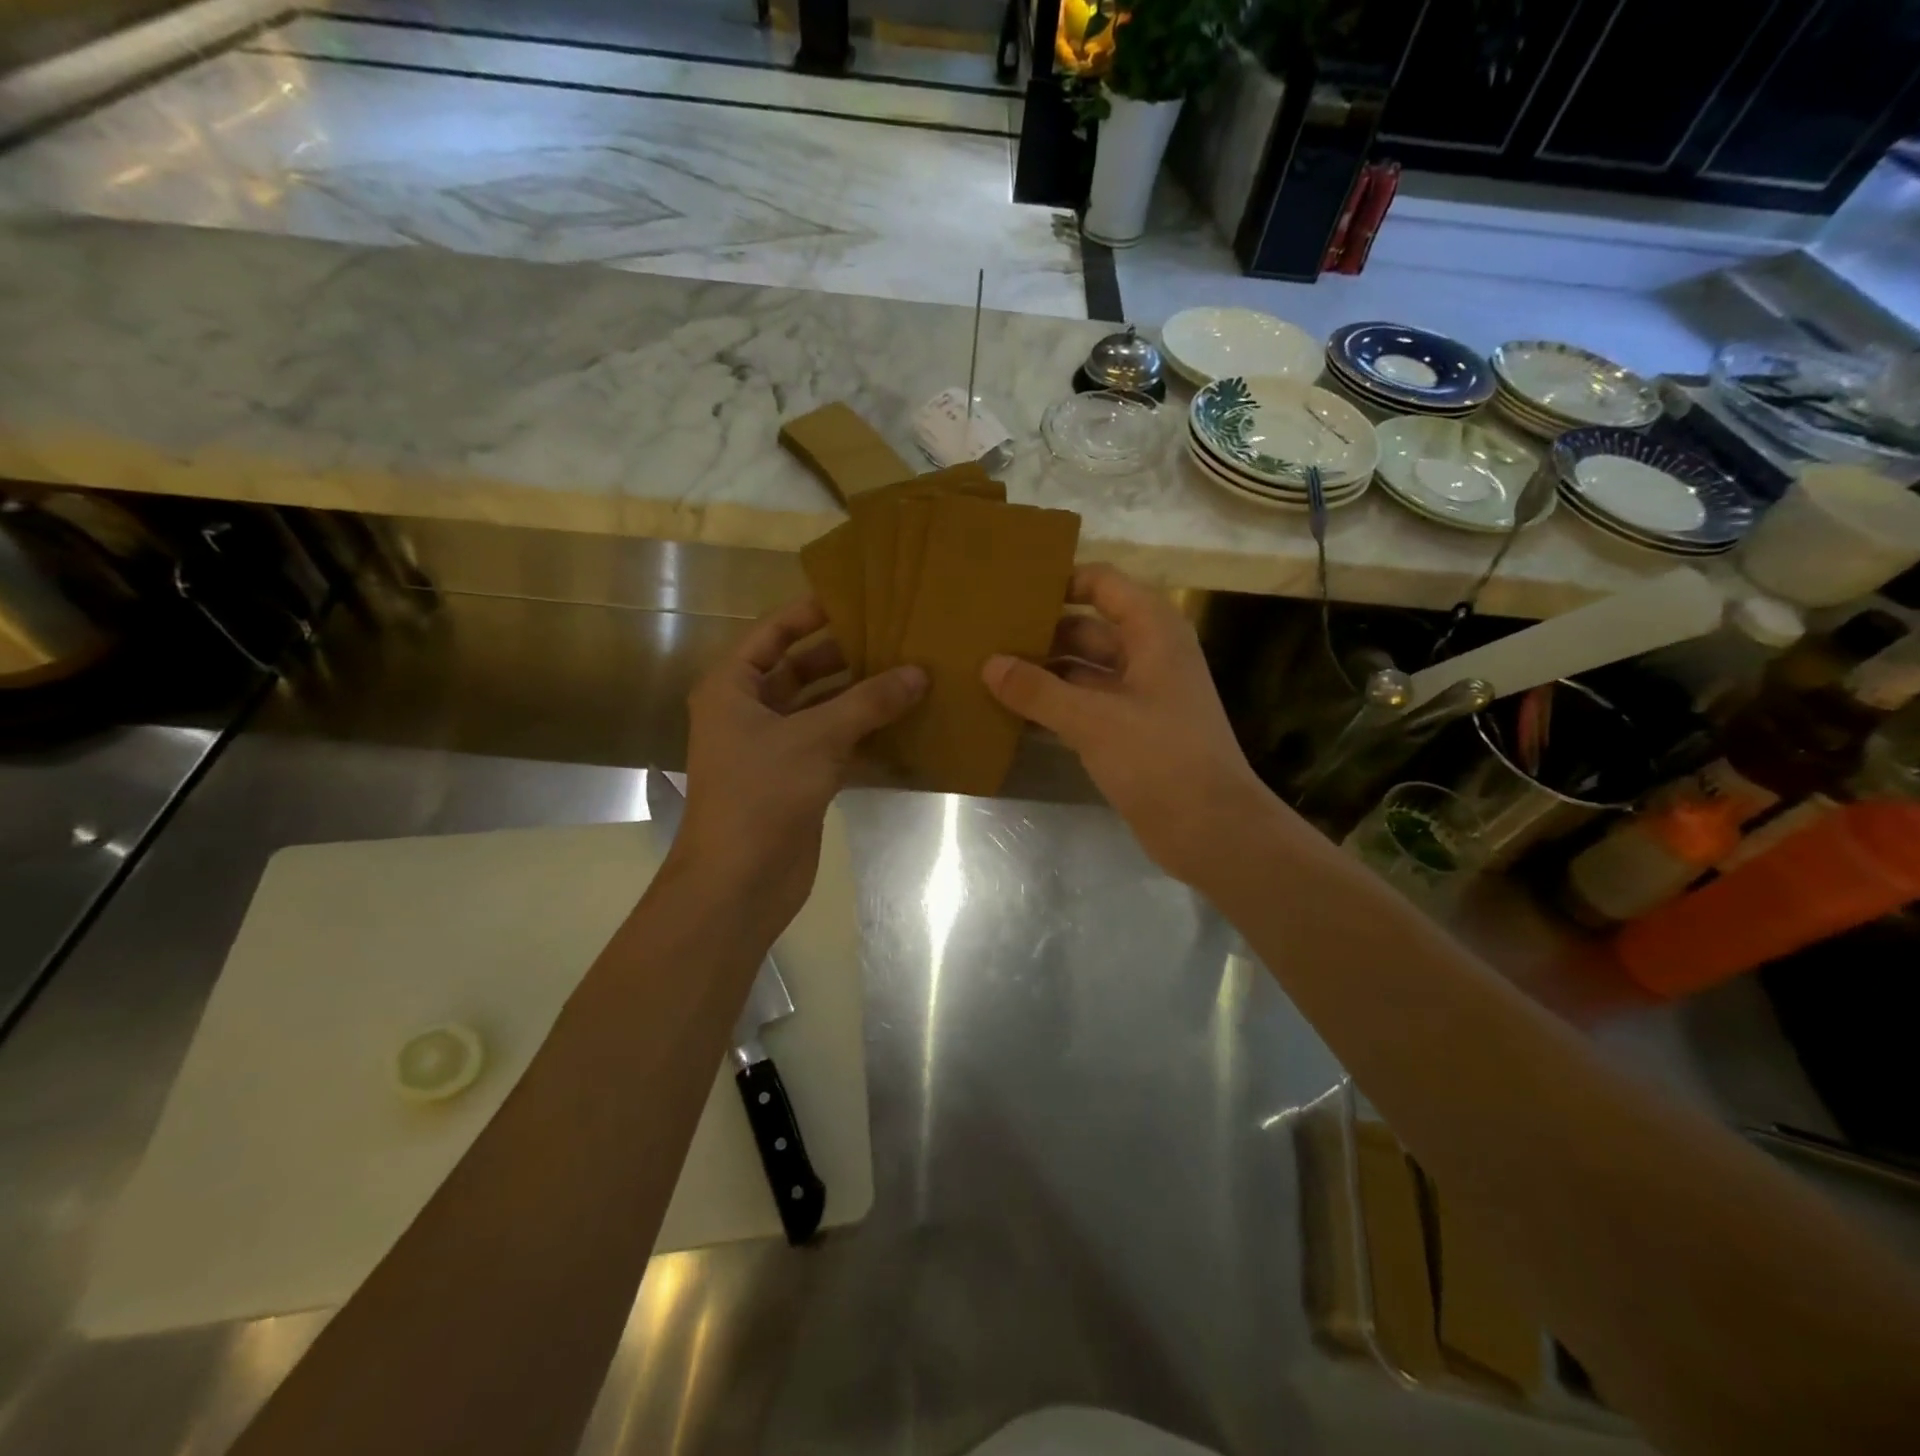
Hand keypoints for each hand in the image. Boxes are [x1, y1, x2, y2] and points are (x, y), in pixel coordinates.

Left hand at [673, 599, 924, 938]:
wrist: (739, 881)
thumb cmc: (761, 794)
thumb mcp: (815, 738)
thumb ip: (868, 702)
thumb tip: (919, 672)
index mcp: (732, 687)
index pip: (772, 632)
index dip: (811, 612)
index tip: (857, 595)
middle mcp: (749, 711)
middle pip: (800, 668)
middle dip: (845, 654)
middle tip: (896, 635)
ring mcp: (773, 747)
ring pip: (821, 708)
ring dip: (859, 695)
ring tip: (909, 672)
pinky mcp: (797, 778)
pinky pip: (833, 742)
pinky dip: (863, 733)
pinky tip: (902, 721)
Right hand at [982, 564, 1279, 886]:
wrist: (1211, 829)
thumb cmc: (1160, 759)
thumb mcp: (1093, 720)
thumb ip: (1038, 691)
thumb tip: (989, 664)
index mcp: (1152, 632)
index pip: (1102, 584)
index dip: (1060, 581)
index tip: (1010, 590)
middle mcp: (1147, 655)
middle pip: (1086, 629)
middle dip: (1040, 633)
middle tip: (984, 636)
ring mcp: (1139, 696)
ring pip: (1081, 672)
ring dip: (1042, 673)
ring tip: (987, 672)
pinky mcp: (1129, 732)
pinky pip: (1083, 706)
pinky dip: (1053, 707)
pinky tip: (1012, 714)